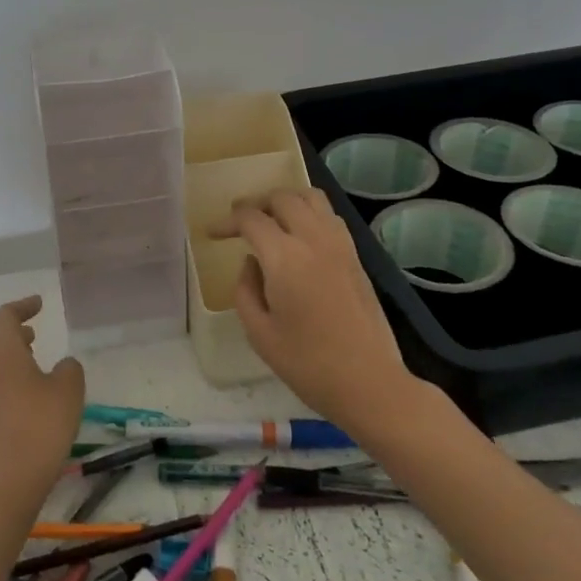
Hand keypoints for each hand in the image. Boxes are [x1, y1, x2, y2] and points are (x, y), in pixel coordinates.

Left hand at [0, 296, 85, 501]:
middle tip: (34, 330)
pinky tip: (27, 391)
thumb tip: (62, 365)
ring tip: (33, 357)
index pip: (6, 316)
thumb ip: (69, 368)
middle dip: (14, 331)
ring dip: (10, 354)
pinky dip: (7, 376)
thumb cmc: (41, 424)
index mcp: (0, 349)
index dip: (23, 306)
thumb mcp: (68, 389)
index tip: (39, 304)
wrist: (9, 479)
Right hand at [211, 188, 415, 438]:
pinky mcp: (356, 256)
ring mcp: (340, 245)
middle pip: (282, 198)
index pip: (251, 219)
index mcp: (284, 257)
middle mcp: (313, 239)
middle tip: (239, 221)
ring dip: (285, 201)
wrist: (369, 382)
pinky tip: (300, 234)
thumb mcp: (259, 333)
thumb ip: (245, 290)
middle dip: (255, 204)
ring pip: (311, 198)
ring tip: (270, 219)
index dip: (227, 221)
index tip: (212, 233)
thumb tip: (251, 263)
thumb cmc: (307, 364)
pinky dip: (309, 212)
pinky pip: (329, 216)